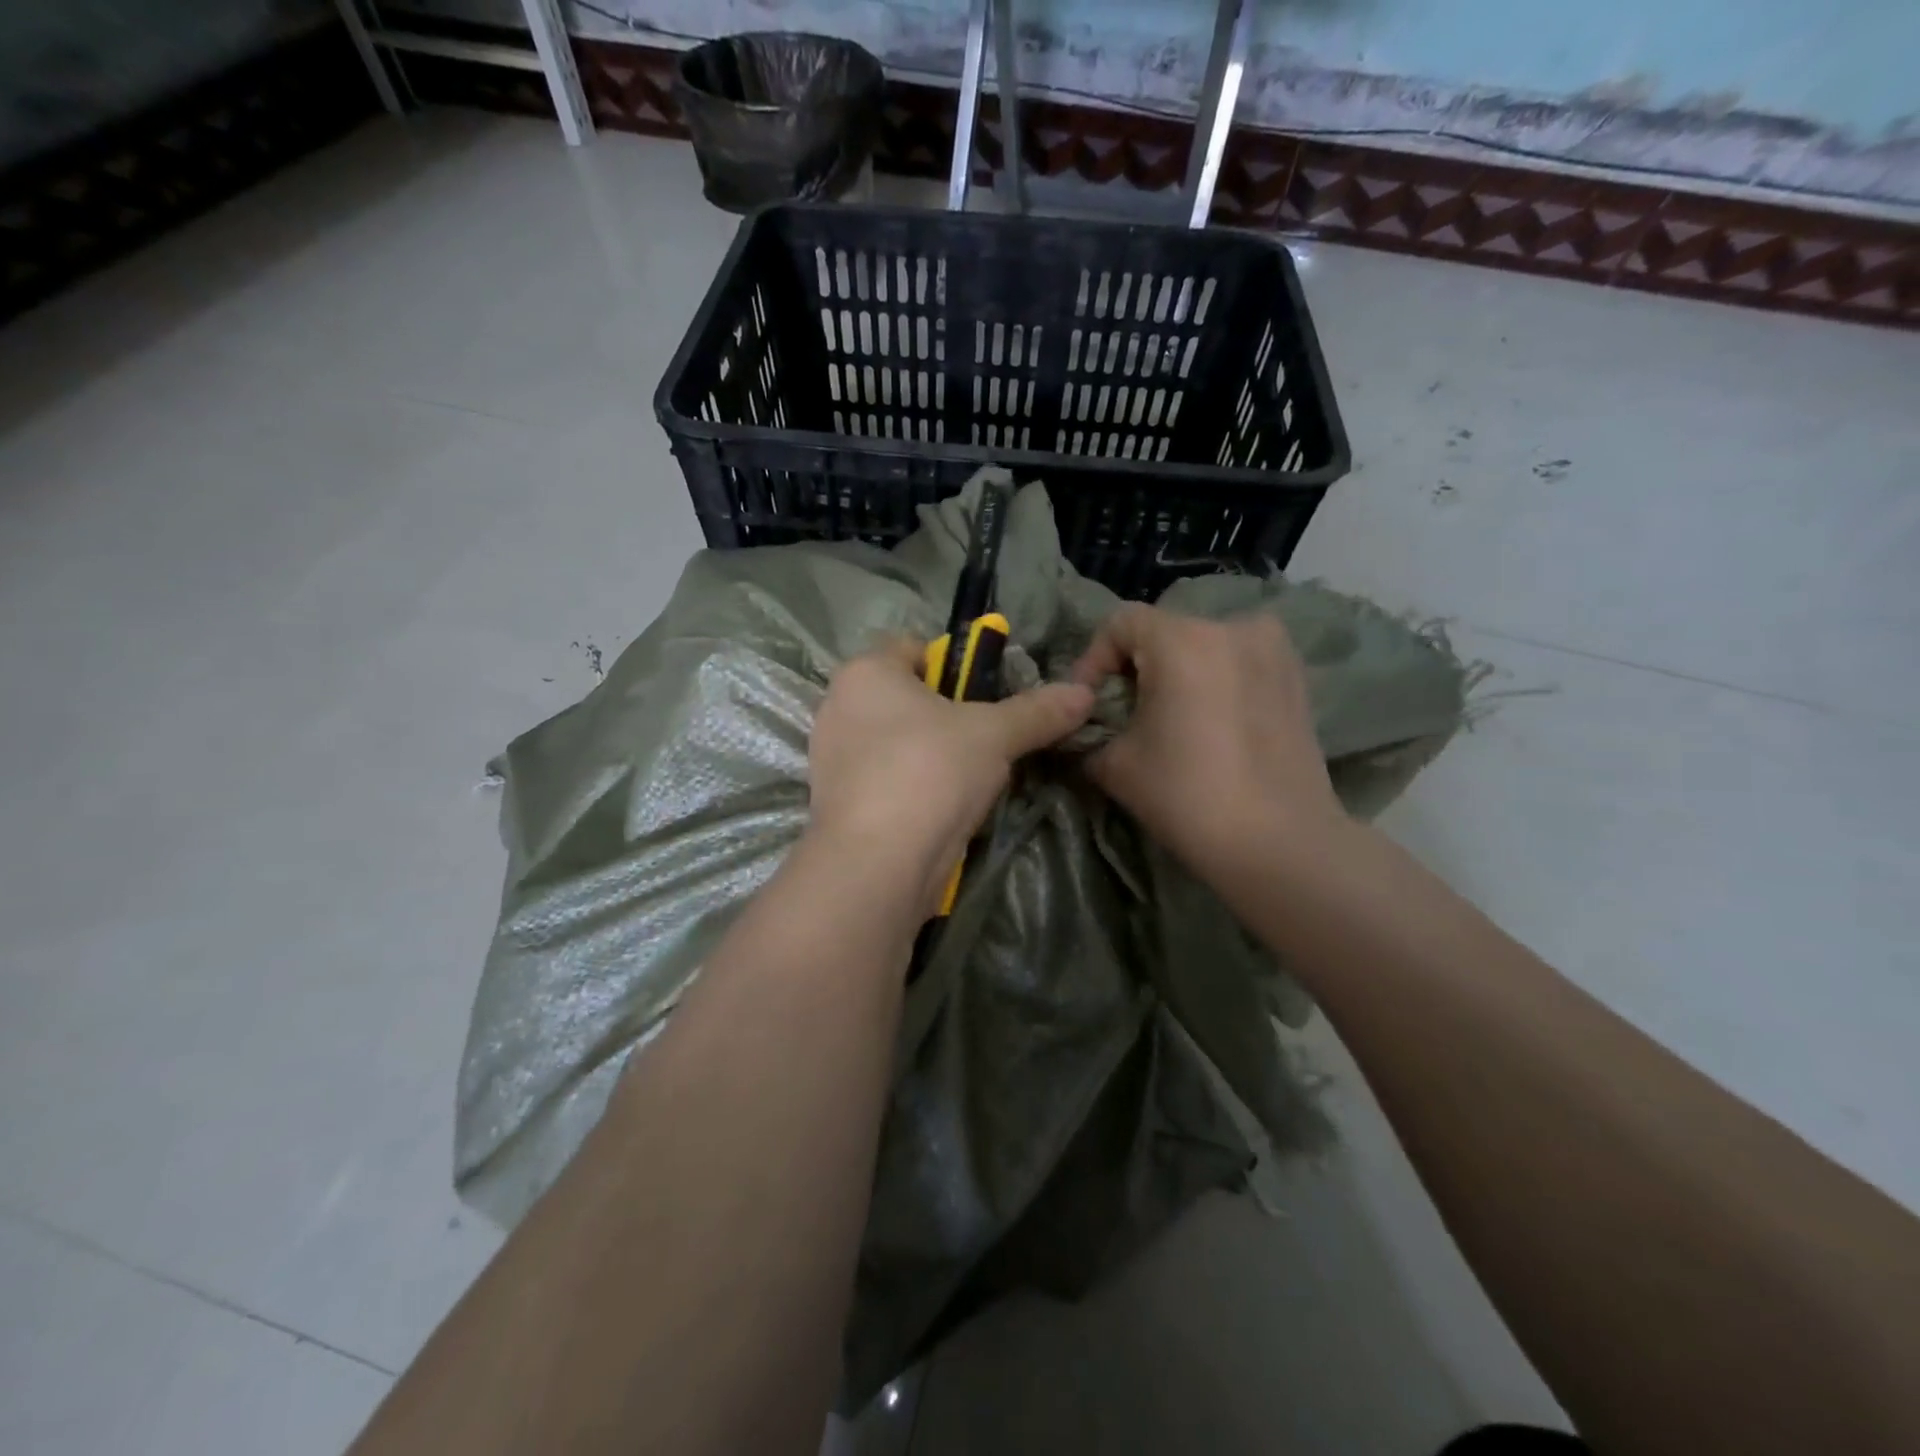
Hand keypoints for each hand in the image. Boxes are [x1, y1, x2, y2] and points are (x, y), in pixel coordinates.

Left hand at [808, 639, 1094, 912]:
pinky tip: (941, 810)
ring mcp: (831, 758)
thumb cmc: (930, 771)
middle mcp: (838, 706)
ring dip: (932, 756)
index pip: (915, 648)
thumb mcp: (994, 735)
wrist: (876, 864)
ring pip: (897, 742)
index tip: (988, 697)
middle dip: (948, 717)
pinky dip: (912, 788)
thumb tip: (1085, 692)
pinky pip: (885, 780)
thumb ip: (1038, 711)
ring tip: (969, 780)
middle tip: (987, 740)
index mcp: (864, 672)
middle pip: (907, 698)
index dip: (956, 666)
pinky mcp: (836, 802)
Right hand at [1072, 605, 1347, 880]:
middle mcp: (1232, 627)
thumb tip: (1083, 729)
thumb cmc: (1187, 796)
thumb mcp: (1115, 765)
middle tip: (1123, 714)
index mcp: (1182, 639)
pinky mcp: (1297, 676)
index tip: (1086, 703)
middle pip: (1164, 631)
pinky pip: (1239, 663)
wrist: (1279, 843)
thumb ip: (1090, 734)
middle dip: (1135, 668)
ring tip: (1168, 719)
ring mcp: (1273, 649)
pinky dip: (1215, 682)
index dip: (1092, 659)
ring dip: (1178, 673)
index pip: (1120, 624)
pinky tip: (1210, 724)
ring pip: (1204, 646)